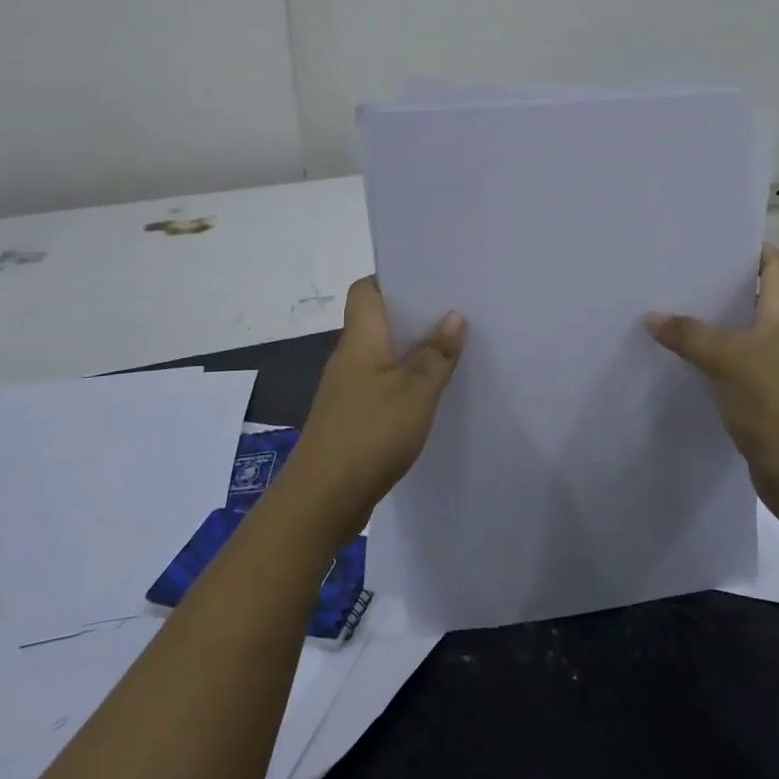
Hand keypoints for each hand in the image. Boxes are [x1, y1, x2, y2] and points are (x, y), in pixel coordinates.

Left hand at [280, 277, 466, 542]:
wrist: (322, 499)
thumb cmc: (370, 433)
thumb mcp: (415, 391)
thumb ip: (436, 353)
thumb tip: (453, 315)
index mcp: (359, 339)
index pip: (366, 290)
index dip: (393, 279)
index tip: (429, 280)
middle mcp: (348, 358)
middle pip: (378, 322)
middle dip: (414, 316)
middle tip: (456, 313)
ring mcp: (346, 390)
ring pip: (382, 356)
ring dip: (411, 352)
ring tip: (452, 350)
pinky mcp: (351, 418)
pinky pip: (381, 386)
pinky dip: (404, 384)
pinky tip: (430, 396)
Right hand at [648, 244, 778, 532]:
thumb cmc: (776, 405)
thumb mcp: (729, 360)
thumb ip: (690, 335)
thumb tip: (652, 316)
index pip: (776, 267)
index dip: (753, 248)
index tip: (715, 239)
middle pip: (753, 298)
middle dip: (719, 285)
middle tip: (676, 273)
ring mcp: (773, 369)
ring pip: (738, 334)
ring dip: (709, 324)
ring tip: (667, 310)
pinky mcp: (760, 398)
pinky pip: (730, 367)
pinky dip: (708, 359)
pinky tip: (679, 359)